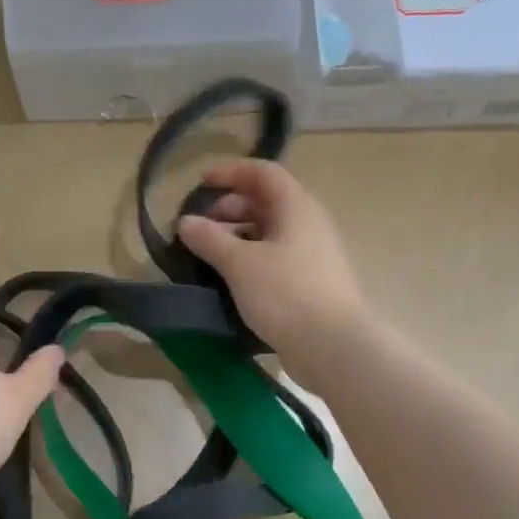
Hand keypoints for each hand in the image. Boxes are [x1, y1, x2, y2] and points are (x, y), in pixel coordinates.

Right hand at [176, 159, 368, 387]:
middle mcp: (308, 224)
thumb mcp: (240, 264)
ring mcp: (312, 255)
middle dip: (229, 208)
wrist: (332, 346)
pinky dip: (250, 260)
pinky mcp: (310, 283)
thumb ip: (210, 239)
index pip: (263, 173)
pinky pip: (275, 259)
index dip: (230, 172)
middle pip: (266, 202)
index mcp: (296, 207)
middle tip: (199, 228)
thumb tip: (186, 222)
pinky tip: (230, 280)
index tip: (201, 184)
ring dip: (237, 237)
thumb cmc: (286, 294)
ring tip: (208, 255)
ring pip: (269, 233)